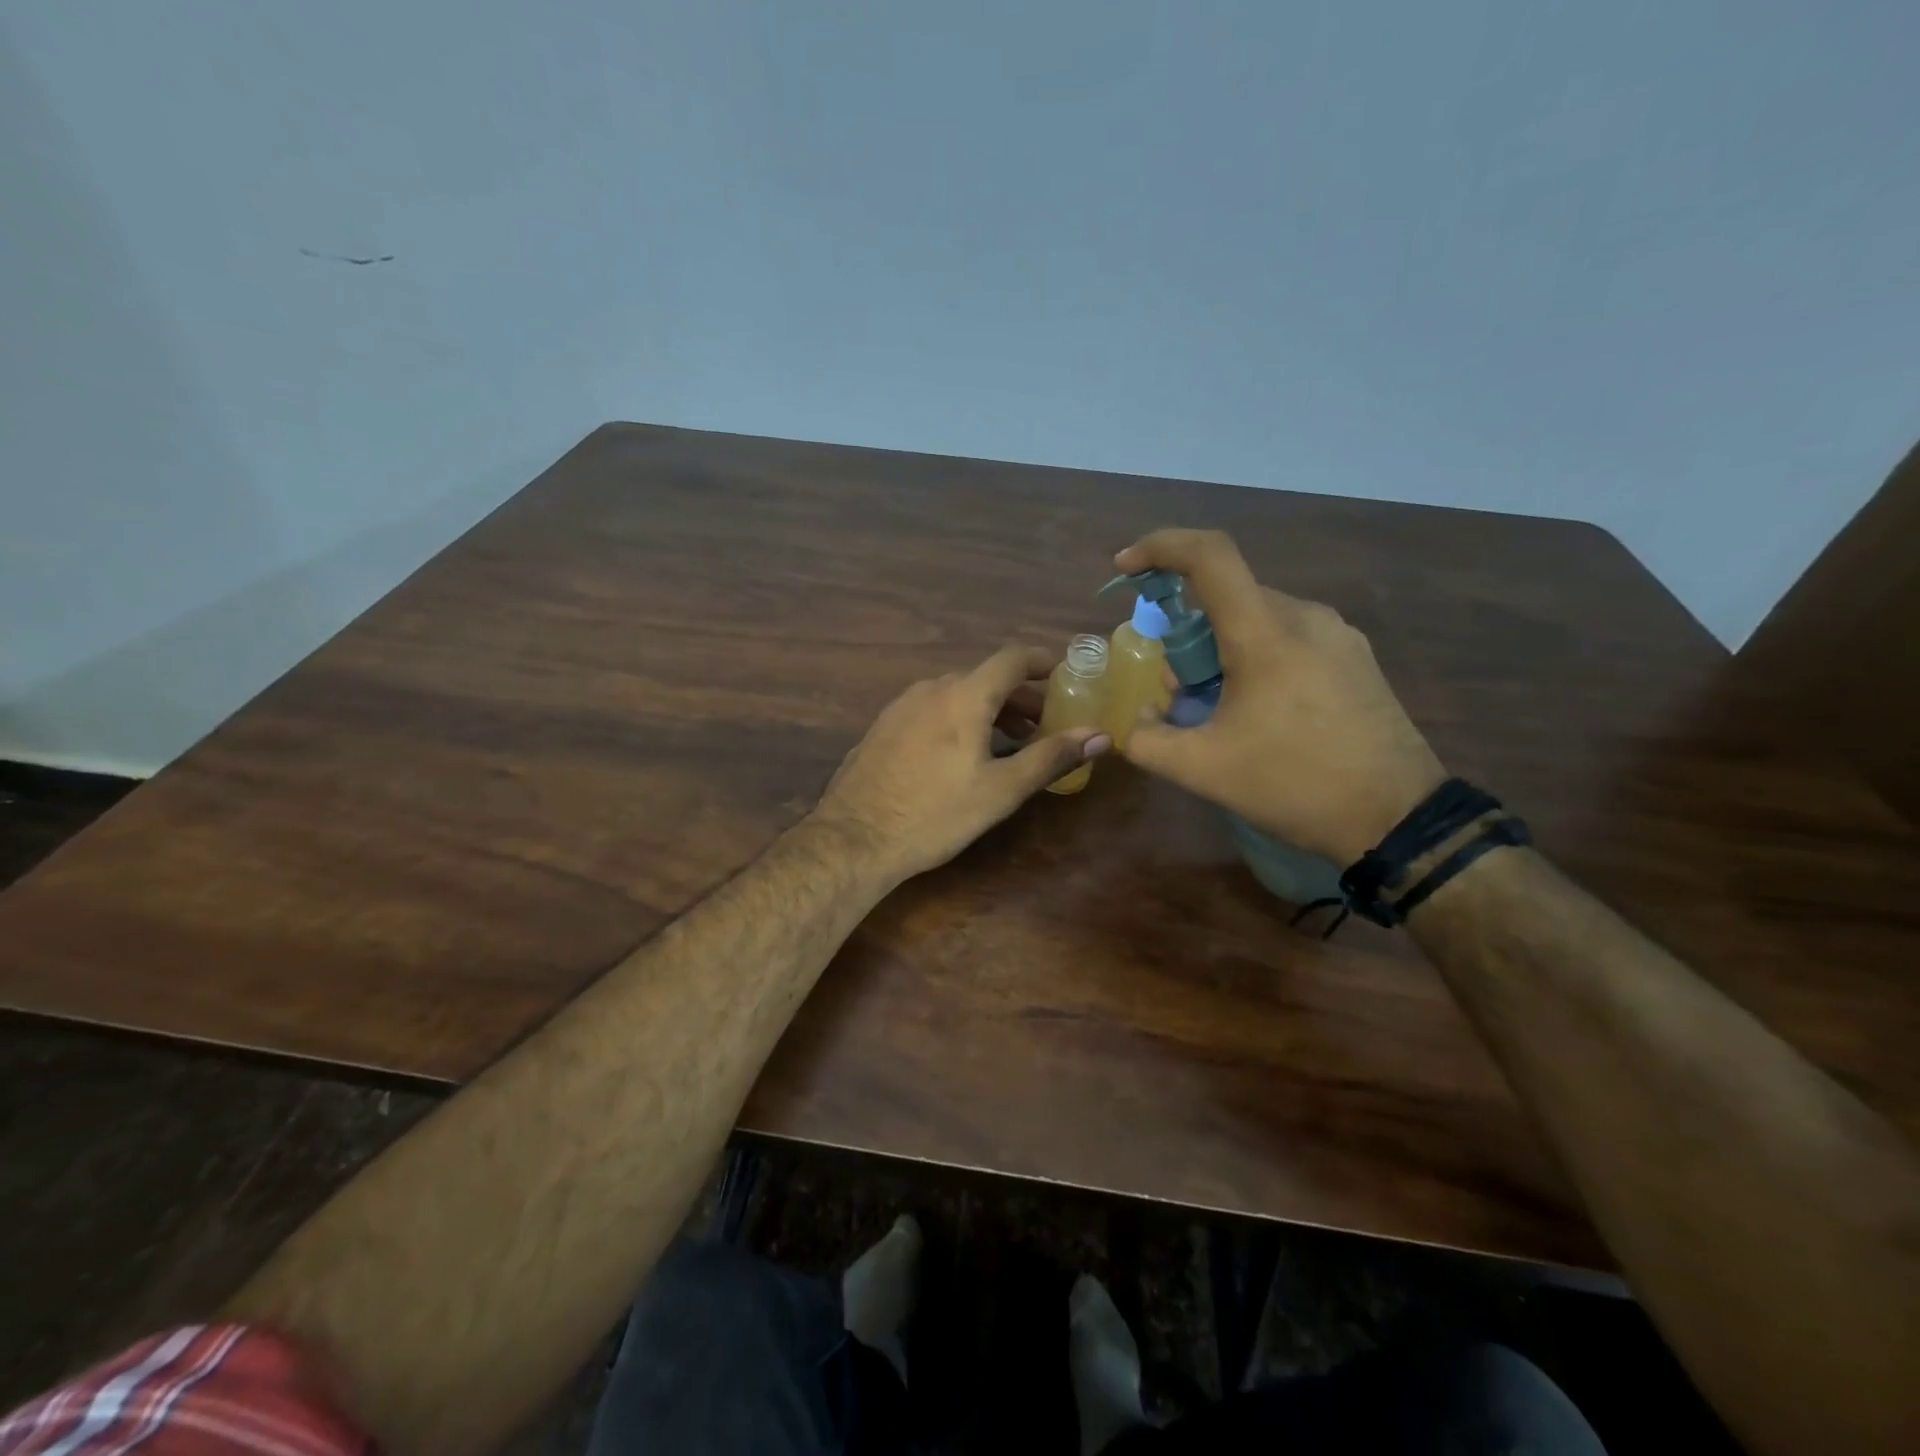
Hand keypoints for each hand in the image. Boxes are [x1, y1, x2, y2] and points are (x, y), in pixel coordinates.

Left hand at [813, 645, 1112, 883]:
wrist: (853, 838)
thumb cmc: (936, 814)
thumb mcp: (1001, 790)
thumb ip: (1051, 757)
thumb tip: (1100, 736)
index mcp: (963, 695)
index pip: (1012, 659)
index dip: (1042, 661)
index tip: (1065, 674)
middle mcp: (931, 689)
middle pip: (985, 678)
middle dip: (1019, 697)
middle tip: (1042, 725)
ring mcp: (900, 707)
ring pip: (956, 694)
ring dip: (988, 710)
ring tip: (1007, 742)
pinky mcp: (882, 728)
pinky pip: (931, 710)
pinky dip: (957, 719)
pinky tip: (960, 755)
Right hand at [1116, 529, 1446, 863]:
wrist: (1398, 820)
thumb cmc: (1295, 786)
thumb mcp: (1203, 771)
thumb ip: (1148, 740)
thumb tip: (1137, 720)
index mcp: (1266, 635)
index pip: (1209, 556)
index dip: (1160, 547)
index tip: (1126, 566)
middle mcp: (1305, 617)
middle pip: (1227, 598)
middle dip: (1186, 634)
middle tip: (1177, 691)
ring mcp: (1338, 635)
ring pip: (1257, 619)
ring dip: (1220, 650)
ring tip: (1217, 709)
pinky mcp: (1355, 657)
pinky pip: (1288, 637)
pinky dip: (1255, 658)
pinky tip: (1258, 711)